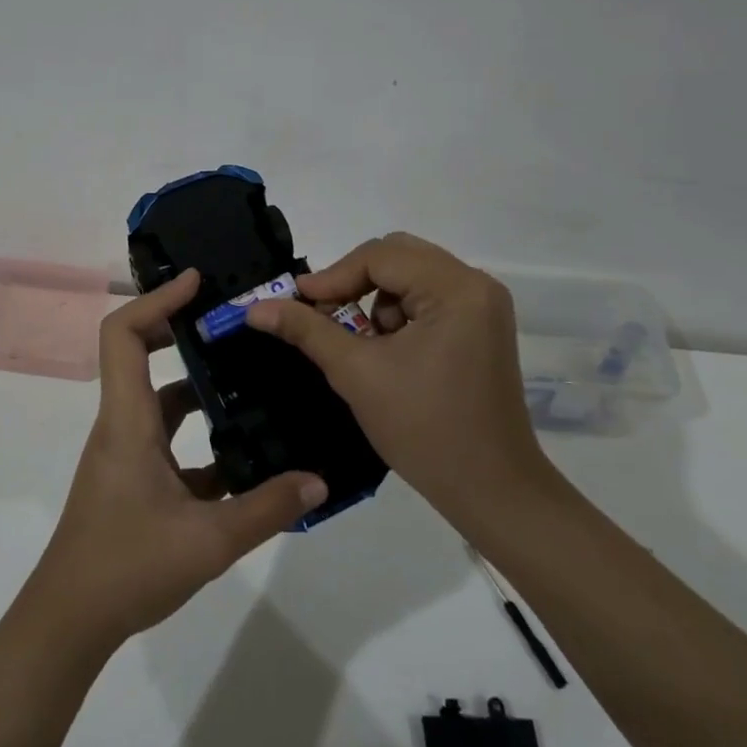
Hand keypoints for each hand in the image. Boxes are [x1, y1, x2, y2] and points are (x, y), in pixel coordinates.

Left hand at [29, 269, 328, 652]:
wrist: (70, 621)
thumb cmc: (126, 567)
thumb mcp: (208, 541)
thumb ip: (267, 509)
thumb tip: (319, 480)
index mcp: (128, 420)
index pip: (124, 335)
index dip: (156, 300)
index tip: (197, 283)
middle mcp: (123, 425)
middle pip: (143, 355)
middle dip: (185, 331)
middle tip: (234, 322)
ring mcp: (127, 453)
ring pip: (163, 401)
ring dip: (202, 388)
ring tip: (253, 379)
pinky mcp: (135, 480)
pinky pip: (171, 441)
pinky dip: (203, 437)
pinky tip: (247, 455)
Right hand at [245, 233, 546, 519]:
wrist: (490, 490)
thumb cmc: (424, 429)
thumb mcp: (356, 373)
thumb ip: (306, 330)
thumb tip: (256, 308)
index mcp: (455, 289)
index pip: (380, 256)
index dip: (333, 276)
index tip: (298, 301)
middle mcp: (475, 285)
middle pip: (398, 256)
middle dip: (354, 282)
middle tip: (322, 312)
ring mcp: (483, 306)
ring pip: (411, 275)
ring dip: (375, 298)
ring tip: (358, 340)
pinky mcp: (481, 327)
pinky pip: (428, 298)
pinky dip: (398, 313)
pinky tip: (386, 350)